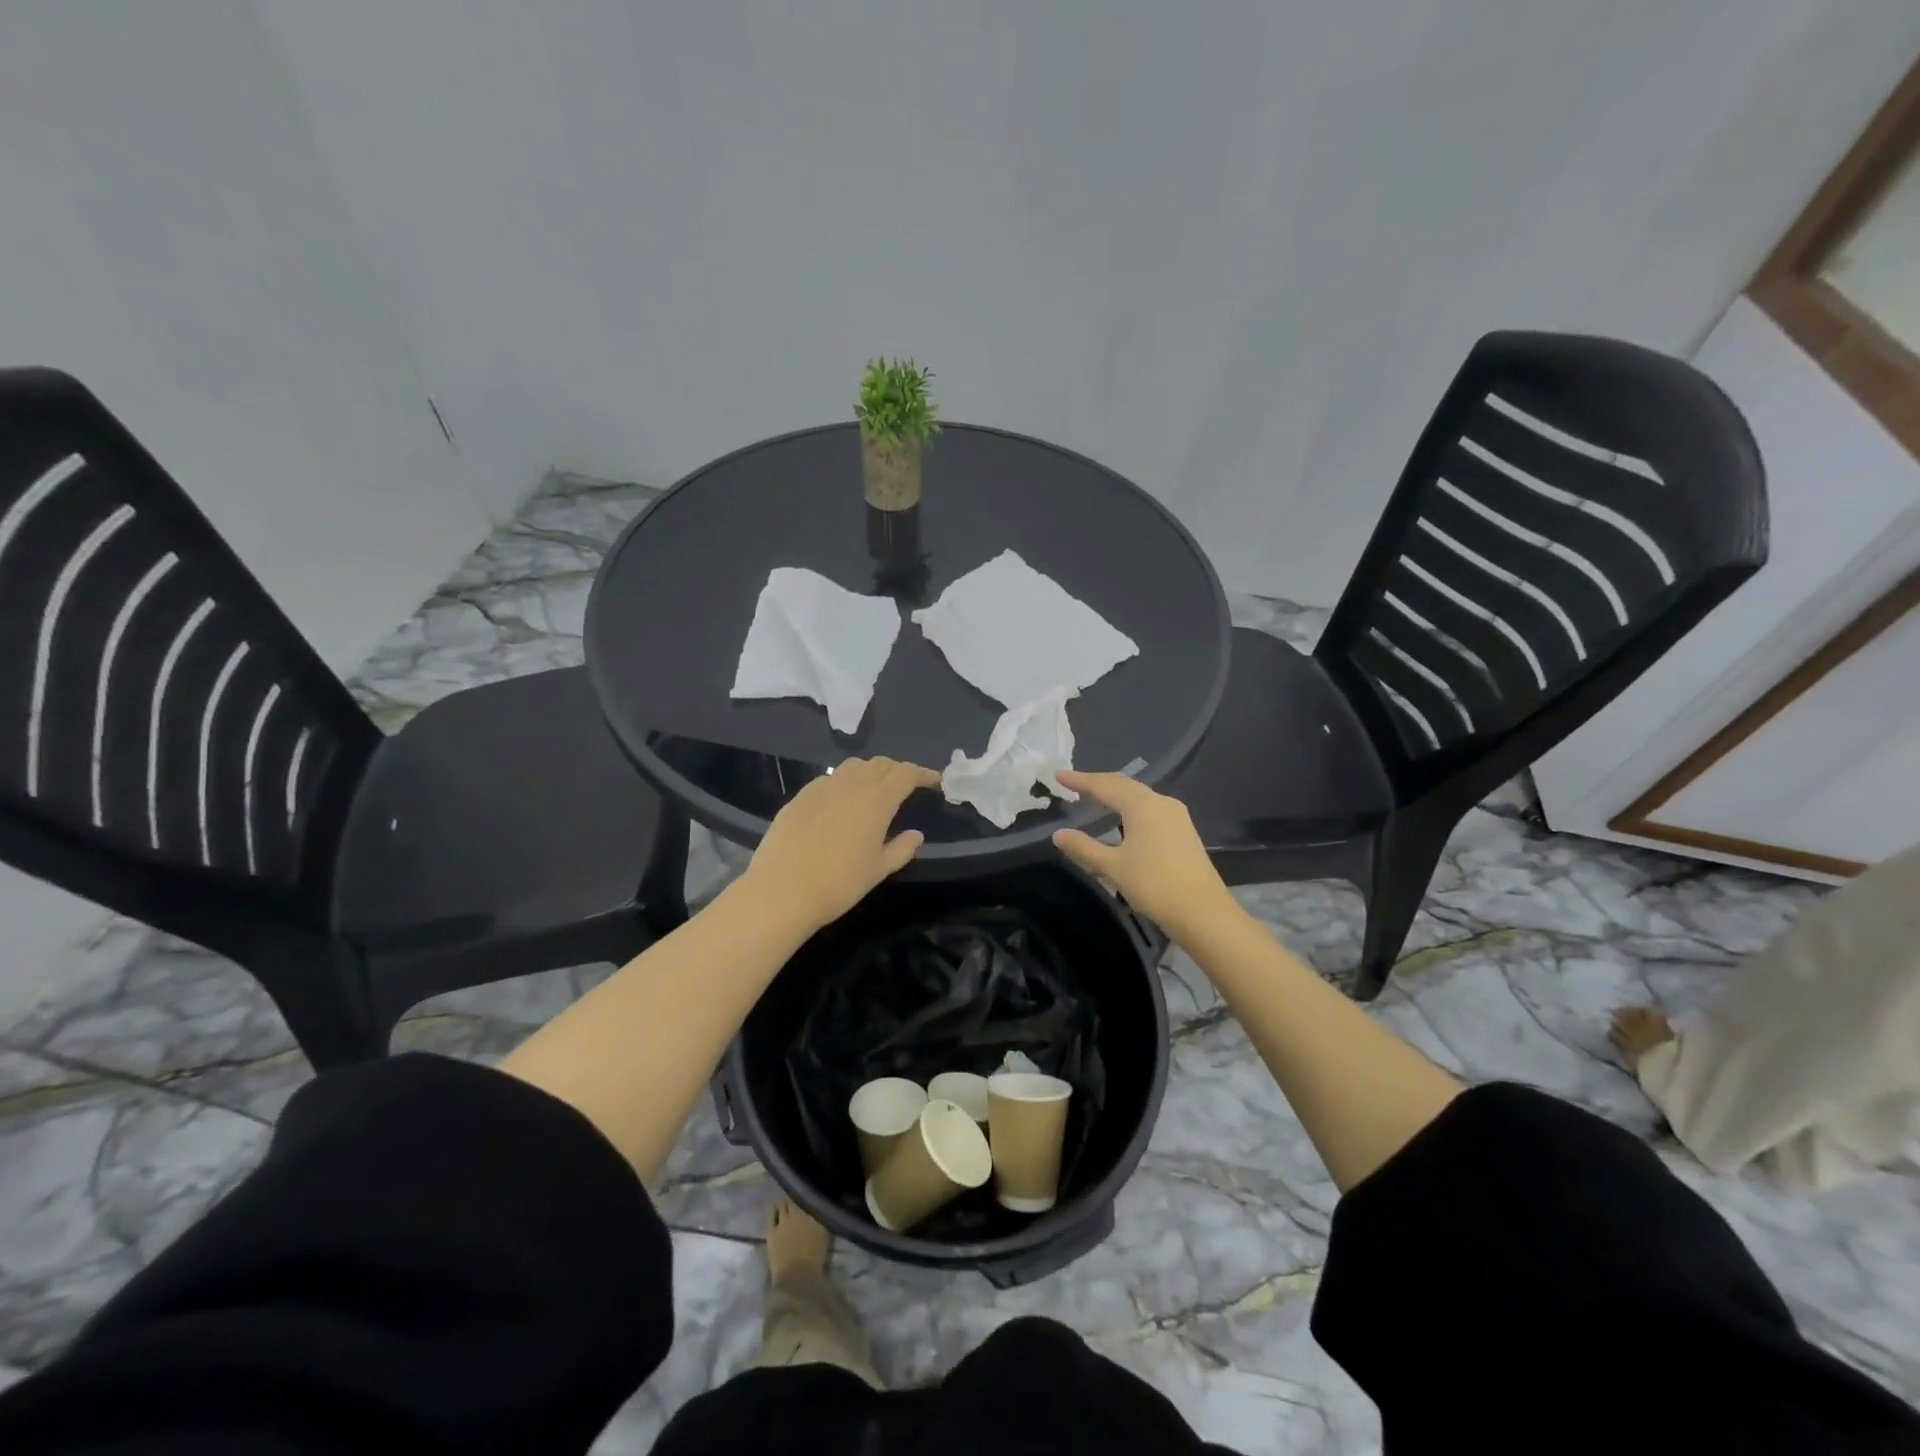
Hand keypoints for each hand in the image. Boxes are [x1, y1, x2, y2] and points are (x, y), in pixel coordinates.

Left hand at [739, 757, 940, 933]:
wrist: (782, 891)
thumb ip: (901, 849)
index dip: (922, 773)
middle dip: (898, 770)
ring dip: (871, 771)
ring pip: (854, 766)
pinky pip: (830, 779)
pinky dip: (844, 782)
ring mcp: (822, 787)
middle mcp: (851, 785)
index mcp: (877, 800)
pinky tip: (841, 802)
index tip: (934, 781)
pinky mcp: (800, 796)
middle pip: (880, 764)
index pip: (905, 774)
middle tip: (907, 784)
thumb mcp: (878, 870)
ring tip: (875, 788)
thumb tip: (916, 835)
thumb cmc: (839, 884)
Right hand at [1051, 771, 1238, 937]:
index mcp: (1142, 805)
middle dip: (1098, 783)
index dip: (1080, 780)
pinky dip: (1131, 807)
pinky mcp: (1184, 831)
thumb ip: (1083, 847)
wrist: (1203, 912)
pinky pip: (1151, 809)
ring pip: (1140, 796)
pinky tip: (1124, 819)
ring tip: (1096, 798)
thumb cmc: (1153, 885)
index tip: (1059, 776)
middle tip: (1074, 784)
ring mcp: (1177, 816)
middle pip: (1124, 785)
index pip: (1105, 785)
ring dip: (1116, 795)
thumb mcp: (1112, 867)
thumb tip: (1058, 834)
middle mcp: (1161, 802)